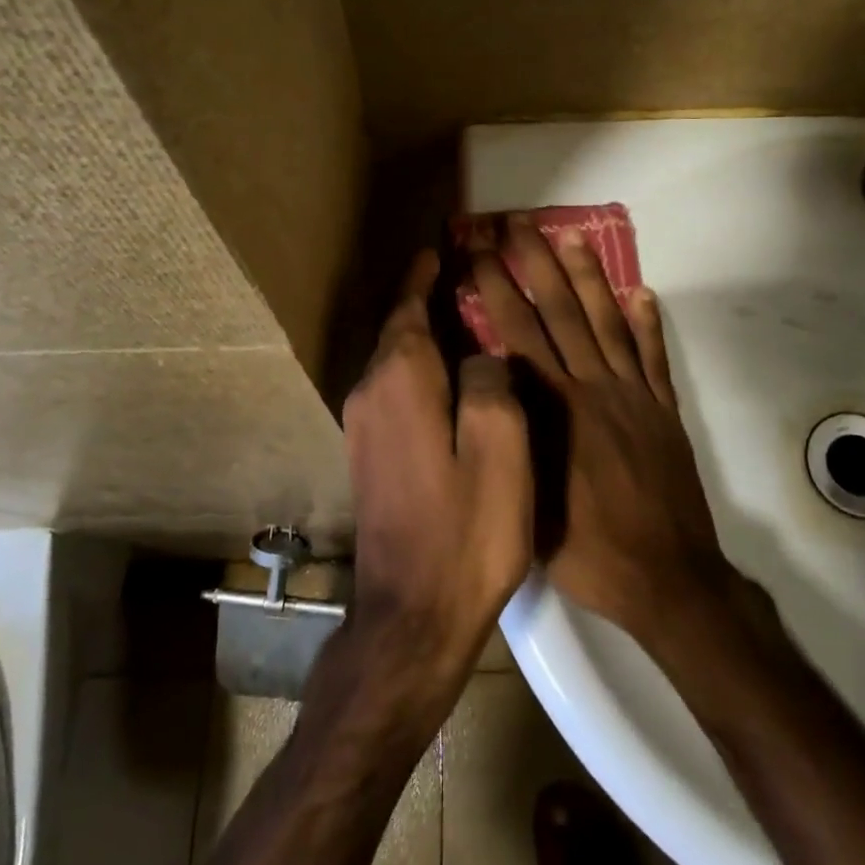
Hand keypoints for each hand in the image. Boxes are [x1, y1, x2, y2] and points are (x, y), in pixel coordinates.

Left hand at [343, 251, 534, 680]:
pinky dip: (421, 370)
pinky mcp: (369, 454)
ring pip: (396, 361)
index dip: (427, 276)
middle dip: (427, 299)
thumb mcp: (500, 448)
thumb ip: (492, 382)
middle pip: (400, 329)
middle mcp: (370, 392)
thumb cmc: (465, 530)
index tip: (442, 248)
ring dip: (425, 335)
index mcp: (401, 379)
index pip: (410, 306)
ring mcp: (364, 426)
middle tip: (466, 277)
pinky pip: (395, 390)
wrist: (411, 616)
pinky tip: (451, 379)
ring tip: (464, 319)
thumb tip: (481, 353)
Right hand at [467, 216, 730, 646]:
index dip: (496, 287)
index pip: (517, 333)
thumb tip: (491, 387)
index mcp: (554, 409)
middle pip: (559, 313)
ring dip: (588, 278)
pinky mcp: (663, 411)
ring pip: (607, 323)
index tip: (480, 251)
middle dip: (535, 264)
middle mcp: (592, 388)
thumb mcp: (528, 498)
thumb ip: (511, 437)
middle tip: (518, 224)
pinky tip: (642, 292)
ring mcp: (633, 395)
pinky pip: (654, 357)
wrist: (667, 577)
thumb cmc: (587, 549)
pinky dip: (648, 323)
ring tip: (572, 238)